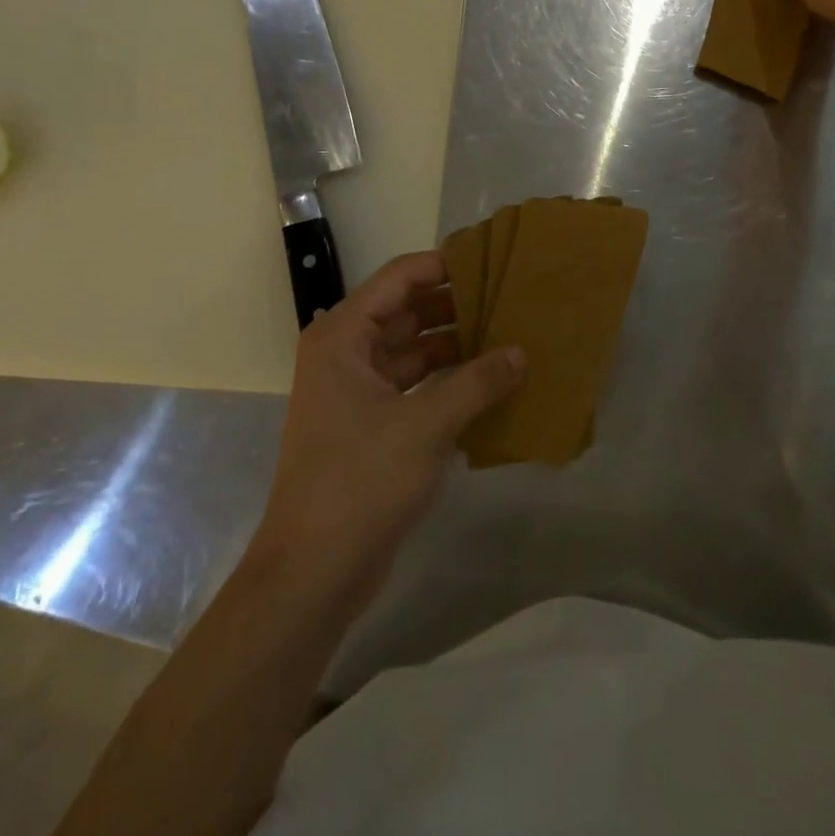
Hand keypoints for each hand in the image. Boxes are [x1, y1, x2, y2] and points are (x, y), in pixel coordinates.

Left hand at [253, 251, 523, 608]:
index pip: (399, 278)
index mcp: (343, 337)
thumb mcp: (425, 425)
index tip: (491, 262)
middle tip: (510, 299)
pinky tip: (491, 383)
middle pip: (408, 312)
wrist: (313, 573)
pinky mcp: (372, 425)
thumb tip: (521, 353)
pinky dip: (449, 381)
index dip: (444, 265)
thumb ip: (477, 382)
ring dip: (457, 346)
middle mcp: (346, 354)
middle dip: (457, 306)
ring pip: (414, 350)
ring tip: (509, 336)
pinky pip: (416, 385)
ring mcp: (358, 391)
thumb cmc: (360, 482)